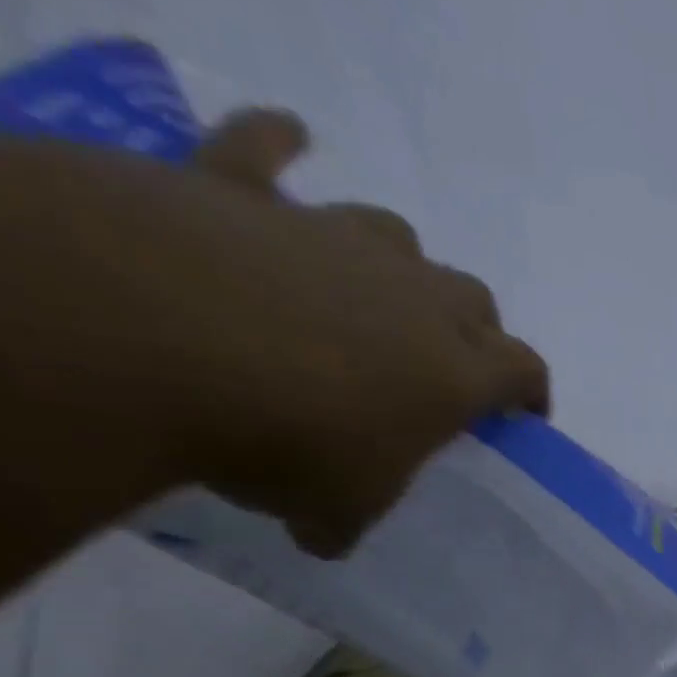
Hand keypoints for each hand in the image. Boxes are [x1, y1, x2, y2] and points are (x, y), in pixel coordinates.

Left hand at [0, 110, 547, 557]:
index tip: (523, 412)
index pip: (524, 369)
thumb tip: (324, 538)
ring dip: (396, 261)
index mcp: (454, 369)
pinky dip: (277, 145)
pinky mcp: (240, 192)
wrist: (146, 335)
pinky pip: (265, 151)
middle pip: (473, 298)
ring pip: (395, 235)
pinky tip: (289, 138)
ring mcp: (331, 235)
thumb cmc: (283, 439)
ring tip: (372, 287)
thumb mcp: (335, 506)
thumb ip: (345, 518)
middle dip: (472, 327)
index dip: (530, 390)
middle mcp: (412, 295)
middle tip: (446, 359)